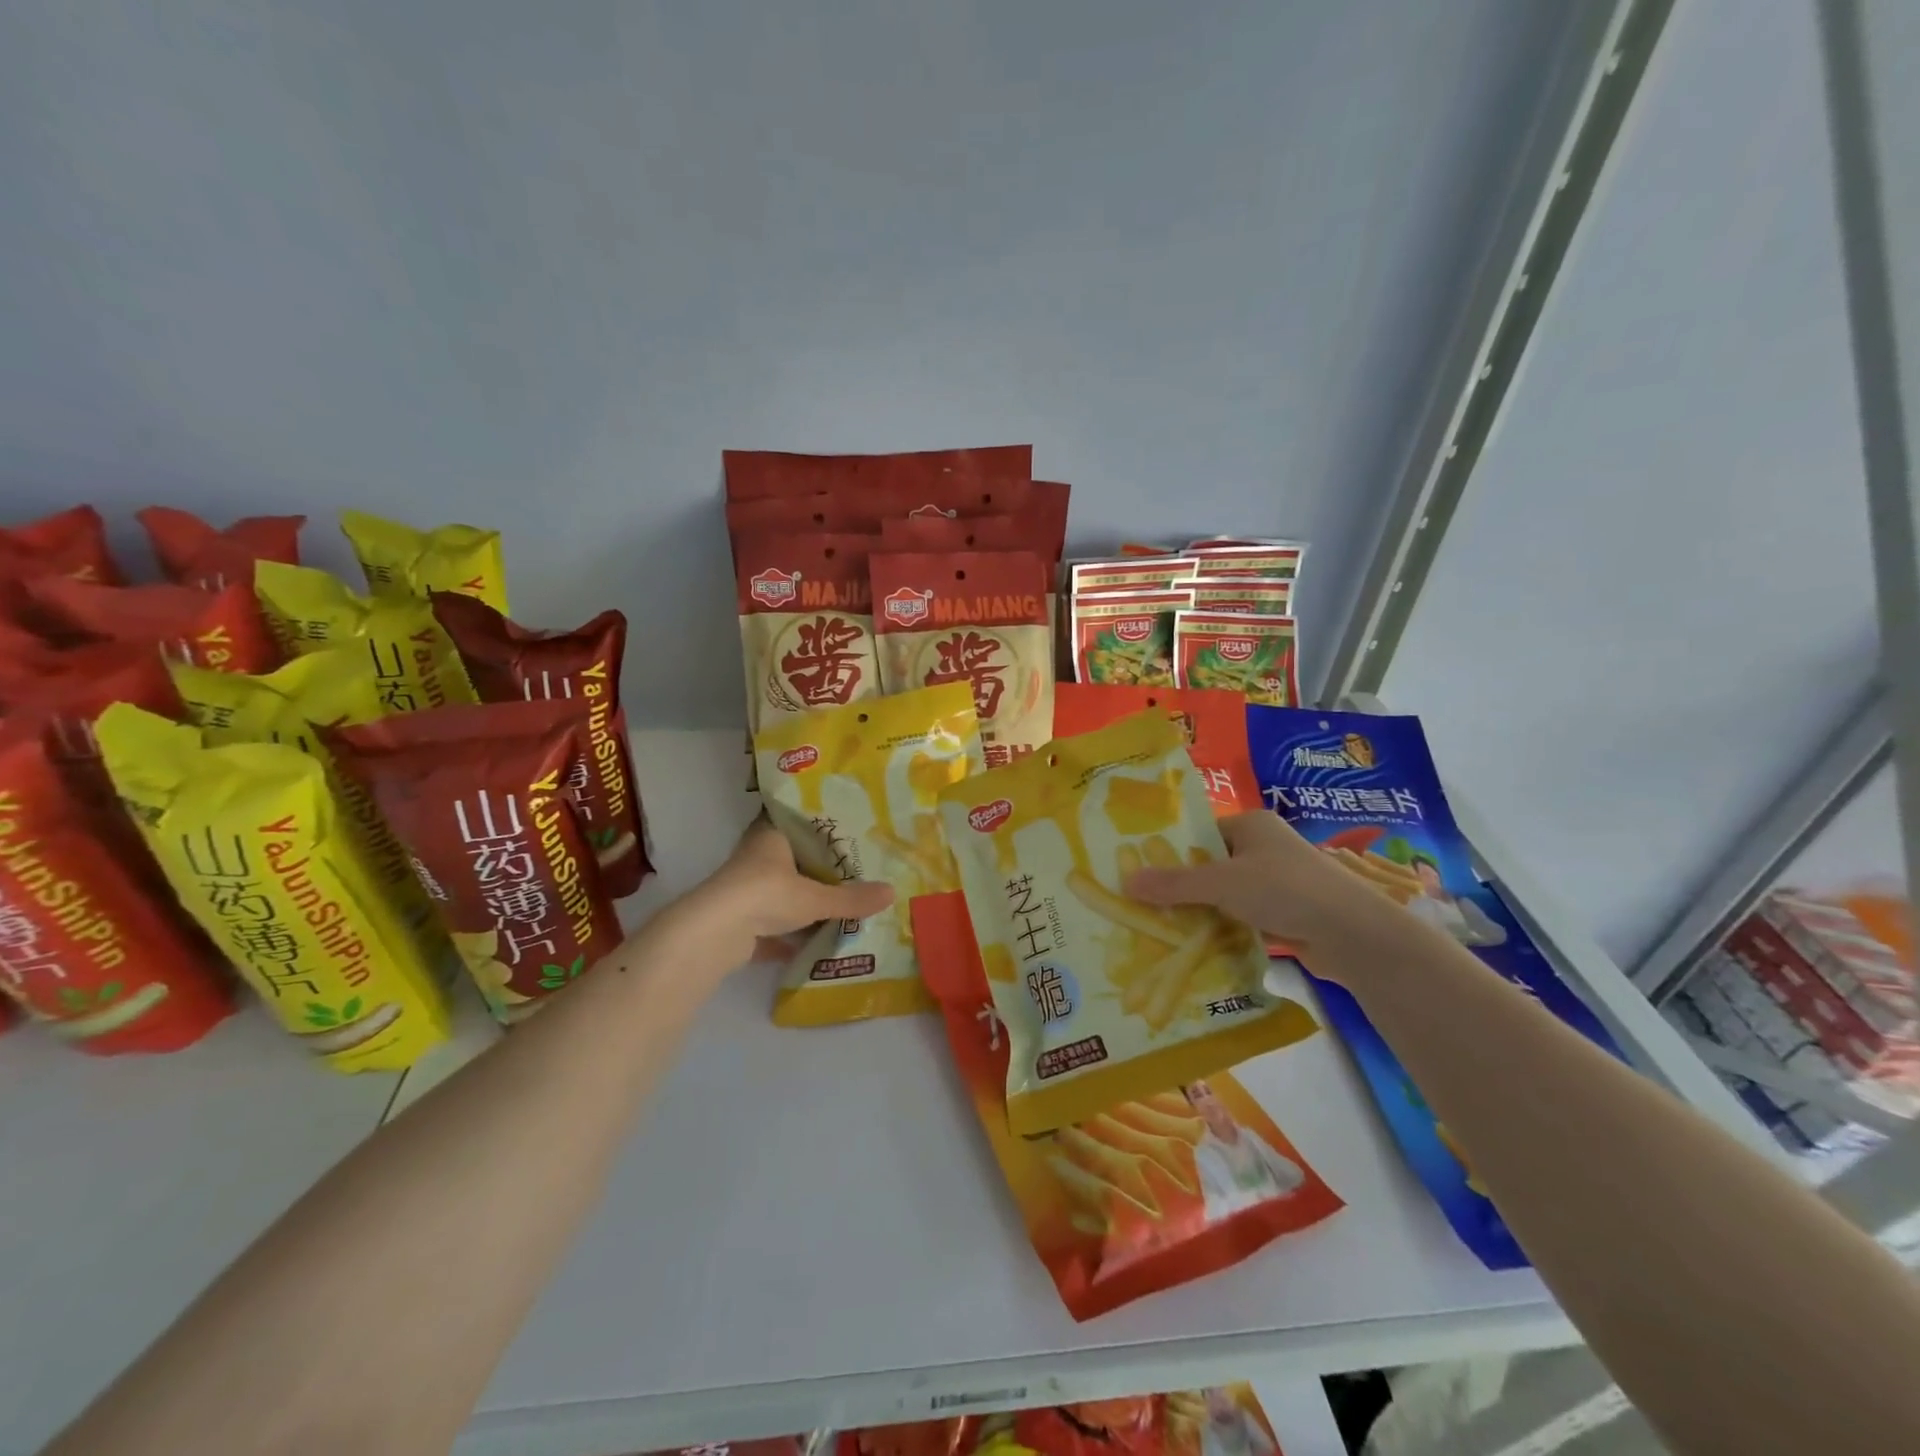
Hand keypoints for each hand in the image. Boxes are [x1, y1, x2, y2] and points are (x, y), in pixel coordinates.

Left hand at [670, 817, 894, 971]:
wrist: (714, 934)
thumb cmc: (765, 895)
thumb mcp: (816, 897)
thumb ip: (851, 898)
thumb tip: (893, 893)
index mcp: (770, 836)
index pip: (798, 820)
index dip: (822, 824)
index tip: (849, 829)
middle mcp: (756, 857)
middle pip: (794, 858)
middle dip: (820, 867)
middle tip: (856, 869)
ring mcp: (746, 890)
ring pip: (783, 891)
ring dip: (806, 900)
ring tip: (844, 903)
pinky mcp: (741, 921)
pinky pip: (774, 922)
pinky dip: (792, 932)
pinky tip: (818, 940)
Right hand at [1123, 811, 1398, 984]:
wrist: (1352, 933)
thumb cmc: (1284, 890)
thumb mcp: (1222, 883)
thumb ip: (1174, 884)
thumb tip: (1125, 882)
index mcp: (1251, 824)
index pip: (1200, 833)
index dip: (1170, 851)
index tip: (1139, 871)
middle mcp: (1264, 847)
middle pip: (1210, 865)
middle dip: (1181, 886)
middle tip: (1144, 903)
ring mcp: (1277, 881)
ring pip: (1225, 894)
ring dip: (1201, 910)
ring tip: (1162, 926)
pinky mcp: (1286, 912)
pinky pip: (1242, 916)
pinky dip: (1223, 927)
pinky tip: (1197, 944)